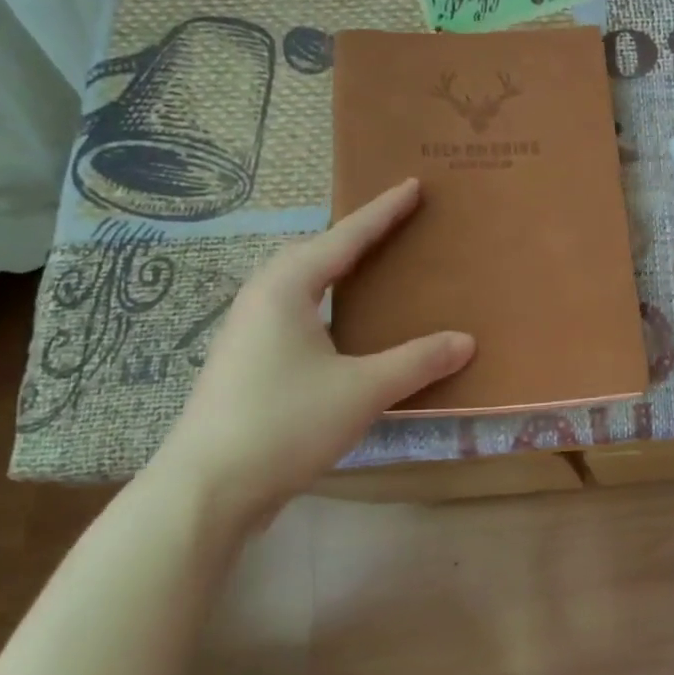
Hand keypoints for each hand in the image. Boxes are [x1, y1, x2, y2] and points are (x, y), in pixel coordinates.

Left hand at [150, 179, 473, 529]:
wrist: (207, 489)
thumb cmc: (285, 423)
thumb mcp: (362, 390)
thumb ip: (416, 361)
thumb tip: (466, 341)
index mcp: (285, 289)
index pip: (344, 238)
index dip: (382, 212)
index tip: (412, 185)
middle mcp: (261, 300)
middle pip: (315, 254)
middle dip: (354, 237)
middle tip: (394, 227)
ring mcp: (247, 333)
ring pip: (300, 286)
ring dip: (335, 272)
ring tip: (369, 270)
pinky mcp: (246, 365)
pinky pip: (295, 315)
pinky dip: (325, 306)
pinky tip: (341, 330)